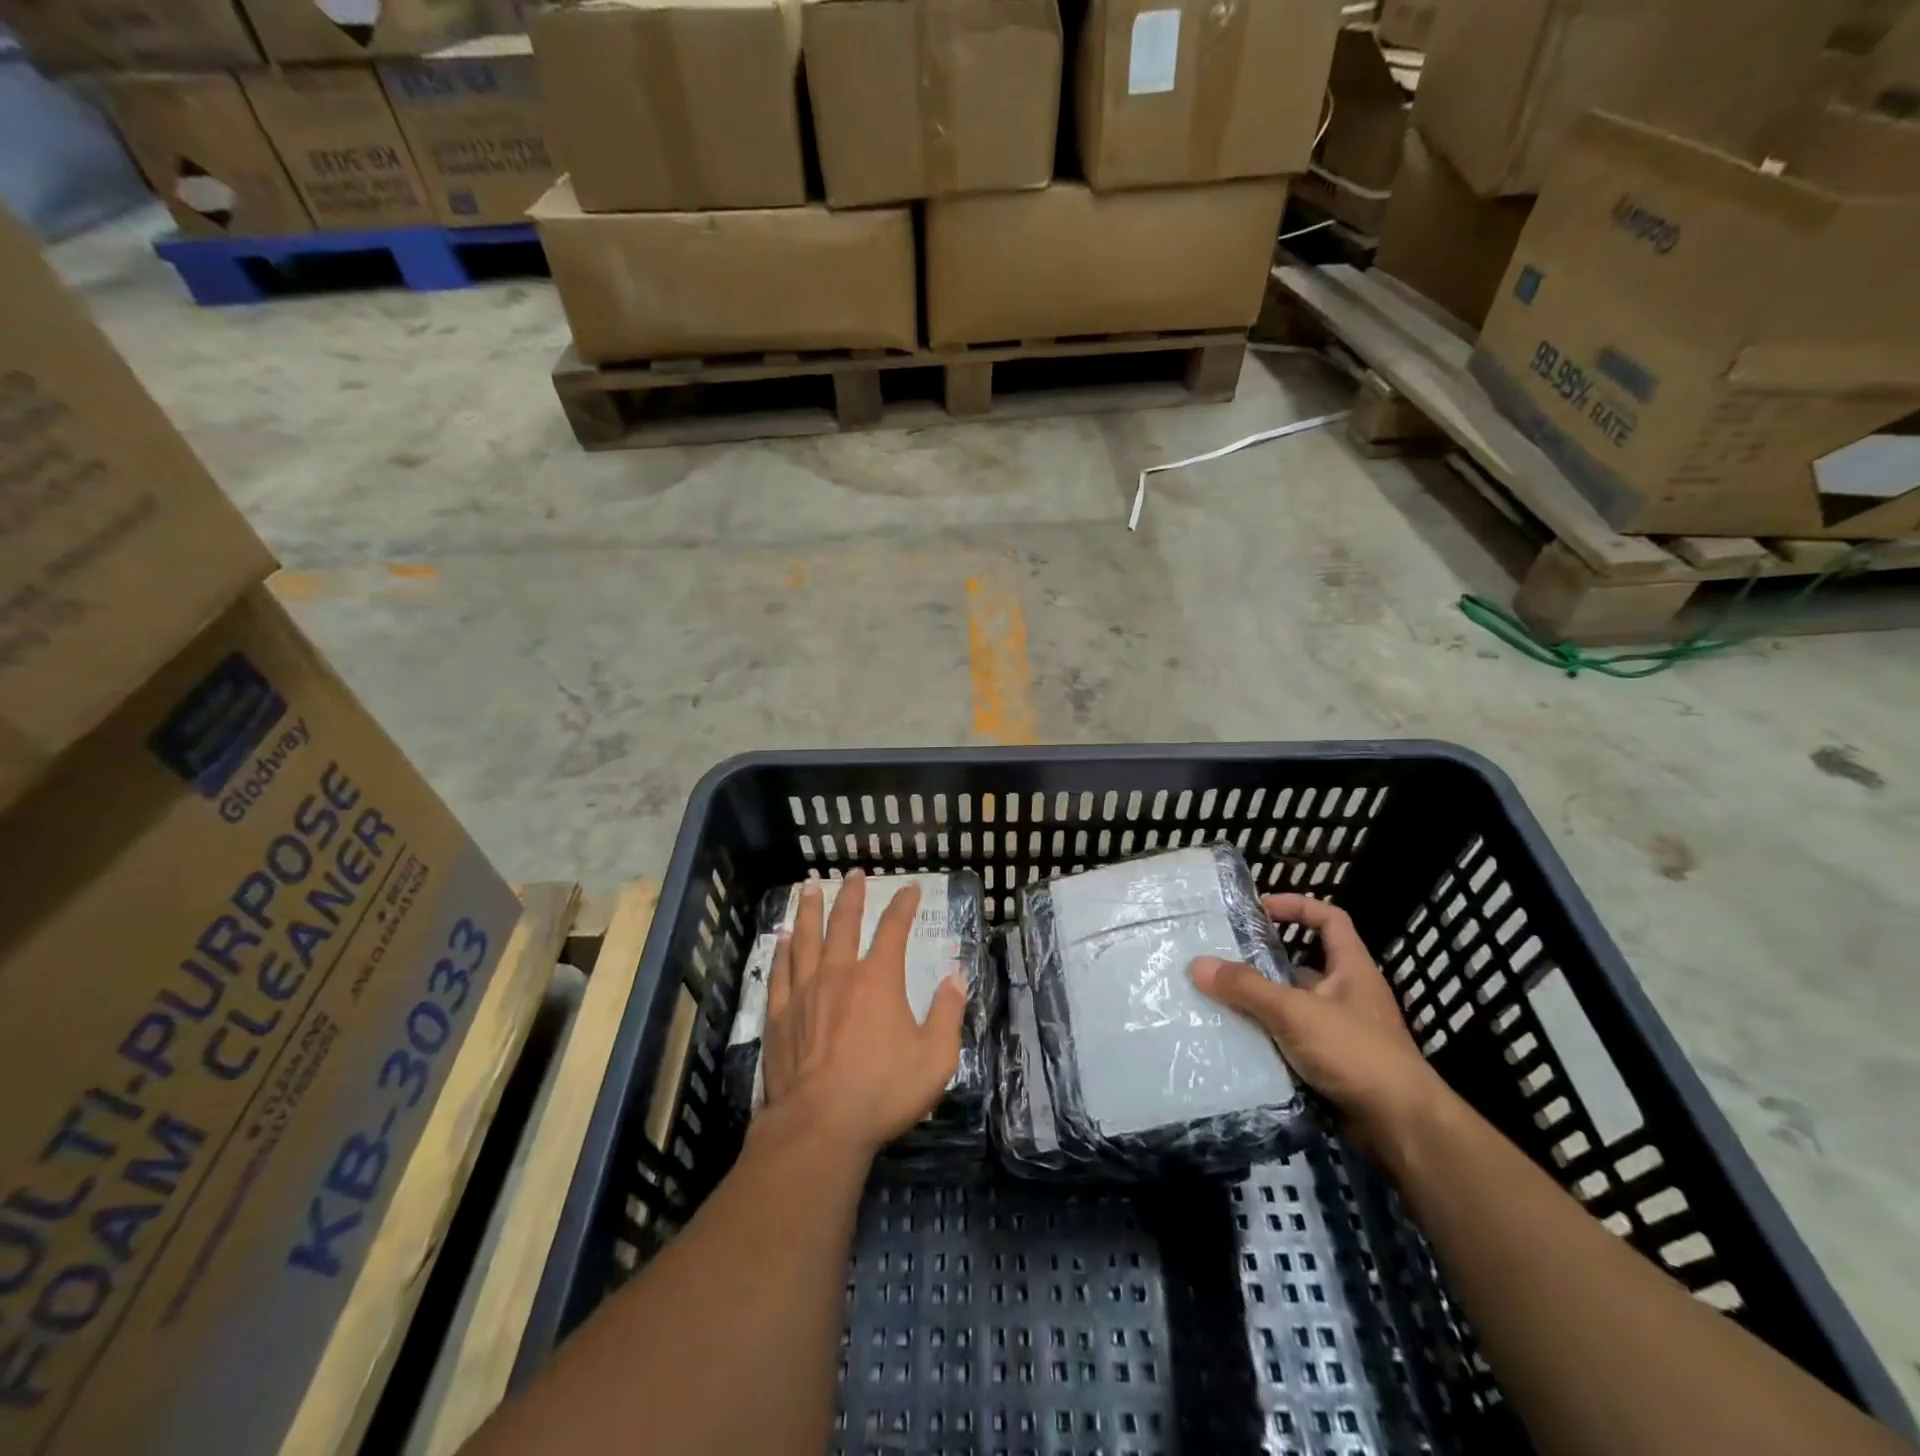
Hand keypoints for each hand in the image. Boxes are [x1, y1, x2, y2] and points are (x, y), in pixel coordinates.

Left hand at [760, 871, 966, 1156]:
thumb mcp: (936, 1057)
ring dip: (810, 910)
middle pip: (844, 923)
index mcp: (878, 979)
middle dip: (851, 895)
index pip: (894, 928)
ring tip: (809, 887)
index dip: (904, 904)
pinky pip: (780, 971)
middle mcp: (839, 974)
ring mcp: (805, 992)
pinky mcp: (780, 1016)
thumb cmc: (883, 1091)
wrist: (820, 1125)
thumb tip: (955, 976)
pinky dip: (782, 949)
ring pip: (806, 938)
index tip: (910, 887)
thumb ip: (948, 1013)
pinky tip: (782, 937)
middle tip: (853, 873)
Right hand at [1191, 893, 1453, 1154]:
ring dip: (1262, 1002)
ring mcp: (1342, 1031)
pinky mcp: (1333, 1064)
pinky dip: (1268, 1038)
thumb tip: (1197, 964)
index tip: (1259, 909)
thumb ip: (1247, 987)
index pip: (1329, 919)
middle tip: (1222, 957)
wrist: (1402, 1127)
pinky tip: (1238, 1040)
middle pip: (1303, 963)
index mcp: (1351, 968)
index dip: (1297, 906)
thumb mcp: (1294, 1012)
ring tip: (1218, 998)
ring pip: (1294, 1005)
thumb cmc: (1355, 1053)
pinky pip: (1292, 1040)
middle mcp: (1349, 994)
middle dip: (1264, 960)